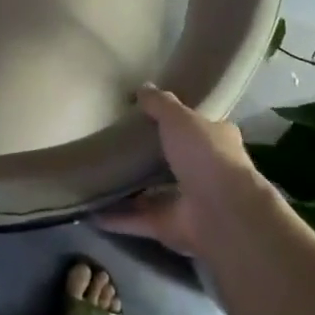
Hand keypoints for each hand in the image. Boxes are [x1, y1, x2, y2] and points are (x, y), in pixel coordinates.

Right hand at [95, 87, 257, 257]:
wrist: (222, 213)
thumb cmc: (206, 155)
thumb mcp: (179, 118)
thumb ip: (160, 104)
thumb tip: (143, 87)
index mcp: (217, 141)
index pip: (199, 127)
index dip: (179, 121)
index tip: (150, 115)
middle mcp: (206, 172)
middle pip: (175, 161)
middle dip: (151, 157)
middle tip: (117, 144)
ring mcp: (188, 202)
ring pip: (155, 194)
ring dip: (131, 190)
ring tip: (98, 176)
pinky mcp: (171, 227)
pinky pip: (138, 220)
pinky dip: (117, 218)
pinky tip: (91, 211)